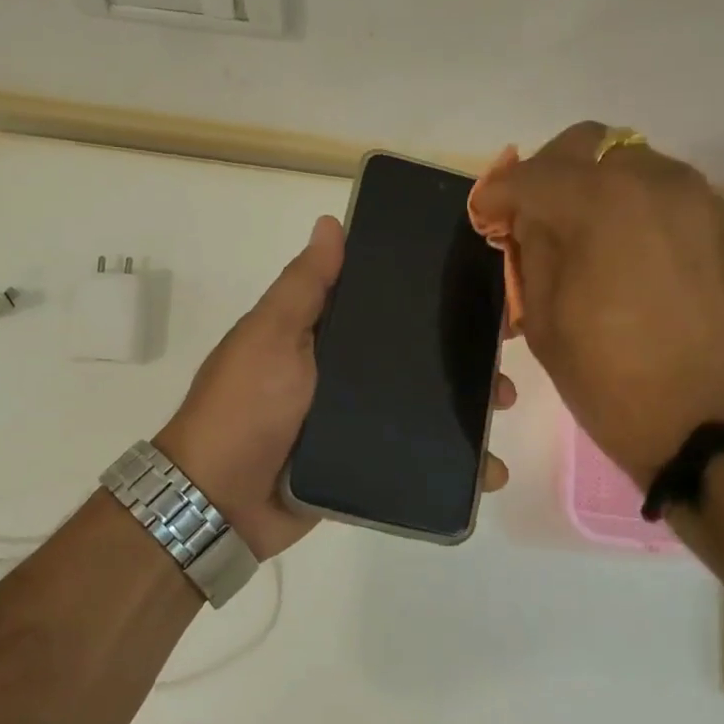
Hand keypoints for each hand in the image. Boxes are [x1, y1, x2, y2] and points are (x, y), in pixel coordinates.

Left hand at [157, 214, 514, 559]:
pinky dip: (450, 462)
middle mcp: (341, 373)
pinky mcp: (362, 464)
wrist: (219, 501)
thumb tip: (330, 222)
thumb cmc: (246, 406)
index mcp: (321, 335)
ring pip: (421, 406)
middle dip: (460, 356)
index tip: (478, 290)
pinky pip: (412, 456)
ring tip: (502, 409)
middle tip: (504, 358)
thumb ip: (304, 287)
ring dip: (465, 407)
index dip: (427, 296)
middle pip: (412, 357)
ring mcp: (354, 421)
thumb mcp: (271, 336)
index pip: (383, 305)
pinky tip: (488, 469)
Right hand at [473, 122, 723, 487]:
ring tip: (578, 235)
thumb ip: (530, 252)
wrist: (714, 426)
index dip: (497, 194)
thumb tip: (527, 220)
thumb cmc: (612, 380)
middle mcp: (653, 180)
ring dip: (592, 186)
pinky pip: (662, 191)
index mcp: (599, 203)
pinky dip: (631, 205)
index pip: (530, 175)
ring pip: (627, 163)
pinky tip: (621, 249)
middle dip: (548, 174)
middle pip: (585, 145)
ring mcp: (696, 198)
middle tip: (530, 218)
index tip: (484, 216)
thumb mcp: (543, 320)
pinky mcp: (722, 223)